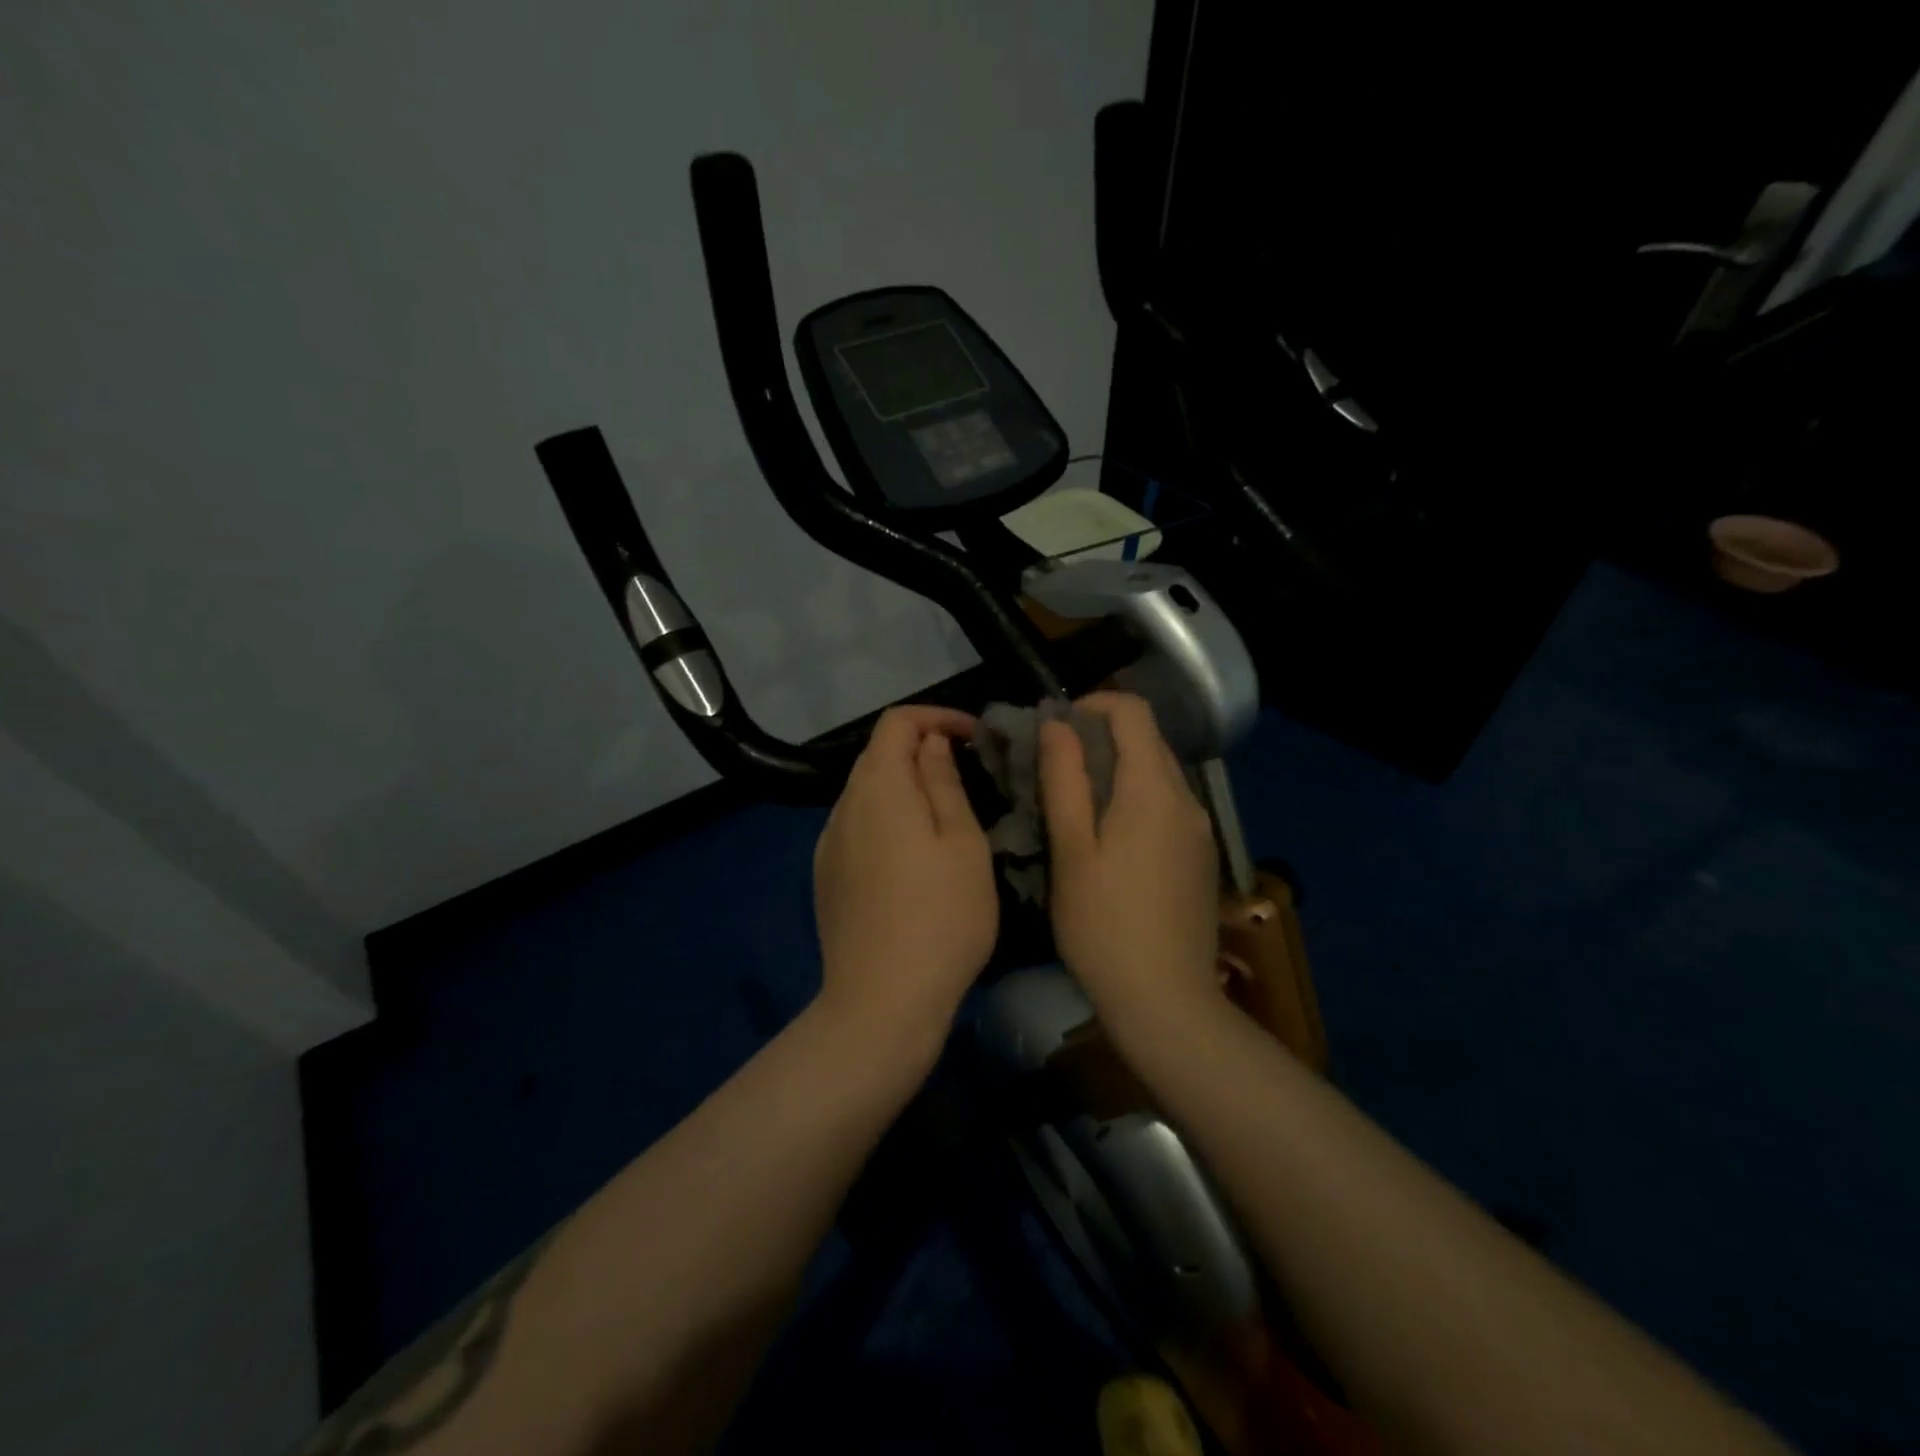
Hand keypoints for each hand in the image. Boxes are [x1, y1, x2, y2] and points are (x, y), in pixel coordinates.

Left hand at [813, 705, 998, 1052]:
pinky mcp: (826, 877)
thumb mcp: (963, 843)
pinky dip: (887, 819)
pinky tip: (911, 856)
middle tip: (968, 774)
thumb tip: (930, 743)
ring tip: (944, 815)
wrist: (882, 1001)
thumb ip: (943, 782)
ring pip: (867, 793)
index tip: (975, 738)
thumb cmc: (941, 917)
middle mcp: (843, 807)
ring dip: (904, 787)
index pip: (897, 722)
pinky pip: (857, 827)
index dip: (937, 717)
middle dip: (922, 751)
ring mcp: (828, 844)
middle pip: (878, 756)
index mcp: (878, 788)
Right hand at [1039, 692, 1220, 1029]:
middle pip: (1148, 740)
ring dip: (1118, 769)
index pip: (1133, 712)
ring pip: (1158, 774)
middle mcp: (1186, 799)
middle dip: (1101, 737)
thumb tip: (1057, 724)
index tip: (1057, 728)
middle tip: (1056, 766)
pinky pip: (1168, 805)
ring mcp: (1200, 829)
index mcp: (1153, 789)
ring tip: (1076, 802)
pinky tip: (1109, 838)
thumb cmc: (1104, 924)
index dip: (1093, 704)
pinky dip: (1136, 798)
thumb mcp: (1071, 850)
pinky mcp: (1201, 856)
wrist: (1166, 1000)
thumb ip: (1065, 780)